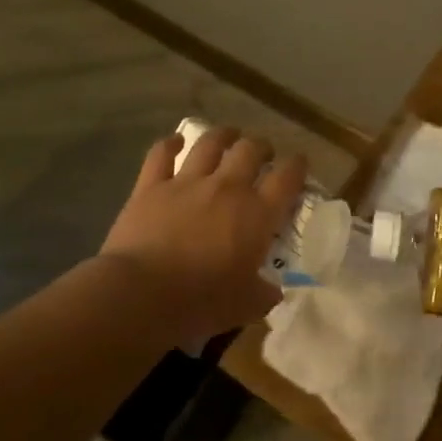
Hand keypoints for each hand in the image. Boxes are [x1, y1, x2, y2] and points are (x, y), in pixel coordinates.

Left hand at [100, 127, 307, 340]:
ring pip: (210, 143)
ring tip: (229, 136)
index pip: (287, 178)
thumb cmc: (201, 302)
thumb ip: (264, 293)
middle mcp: (227, 188)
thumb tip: (272, 289)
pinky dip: (170, 144)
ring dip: (224, 135)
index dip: (297, 166)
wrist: (142, 294)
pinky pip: (161, 154)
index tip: (299, 165)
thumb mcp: (247, 305)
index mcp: (257, 214)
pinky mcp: (151, 186)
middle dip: (261, 147)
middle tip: (263, 154)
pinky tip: (176, 141)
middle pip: (251, 150)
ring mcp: (187, 182)